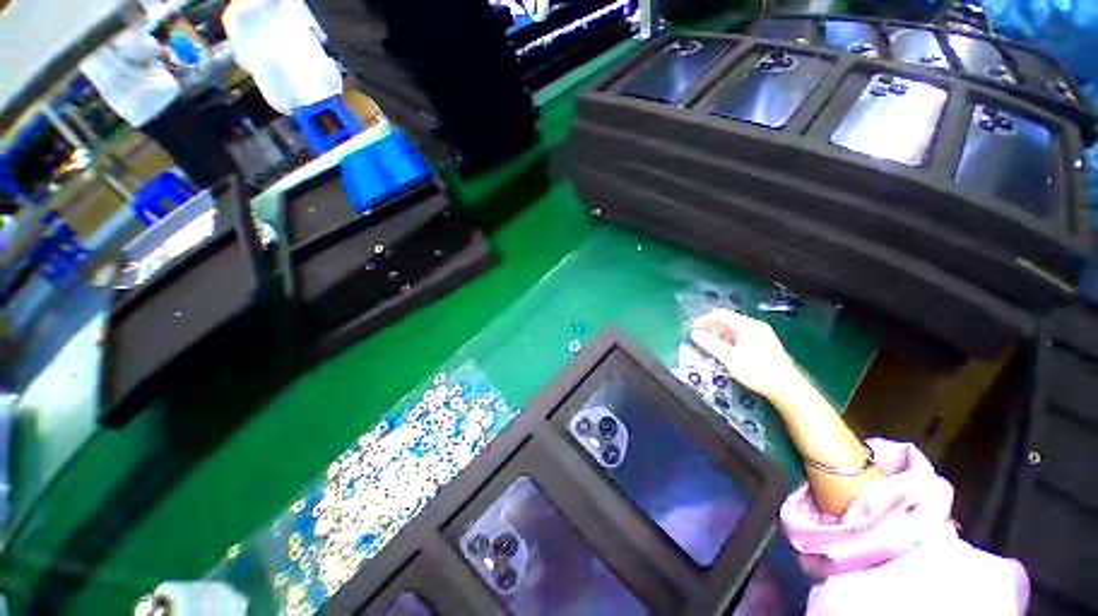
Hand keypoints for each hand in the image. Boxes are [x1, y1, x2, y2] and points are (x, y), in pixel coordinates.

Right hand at [689, 310, 801, 400]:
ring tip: (711, 345)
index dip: (703, 319)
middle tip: (699, 338)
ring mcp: (763, 333)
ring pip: (736, 327)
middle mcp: (755, 325)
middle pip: (728, 319)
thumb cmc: (756, 371)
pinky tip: (728, 350)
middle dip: (711, 327)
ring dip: (720, 333)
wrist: (787, 388)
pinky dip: (731, 338)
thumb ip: (711, 344)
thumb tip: (694, 333)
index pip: (720, 314)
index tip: (691, 329)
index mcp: (747, 325)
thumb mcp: (729, 358)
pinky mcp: (766, 342)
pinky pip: (743, 334)